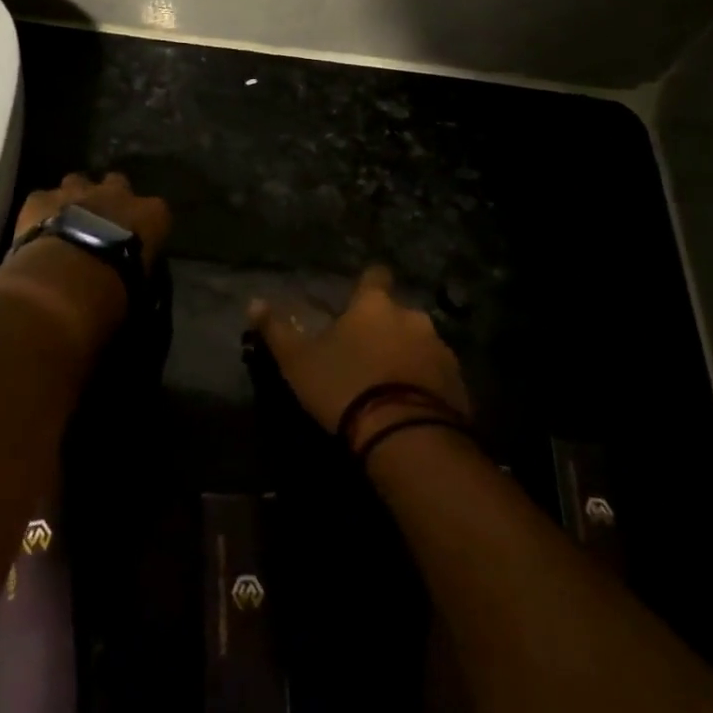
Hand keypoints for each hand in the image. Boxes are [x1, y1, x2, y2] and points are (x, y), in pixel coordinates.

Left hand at [13, 171, 171, 271]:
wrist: (67, 278)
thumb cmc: (115, 287)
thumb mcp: (140, 285)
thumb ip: (138, 268)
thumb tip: (132, 276)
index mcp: (151, 214)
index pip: (157, 211)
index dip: (144, 224)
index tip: (136, 240)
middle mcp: (117, 192)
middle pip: (116, 183)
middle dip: (109, 197)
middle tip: (100, 222)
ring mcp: (77, 190)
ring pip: (77, 181)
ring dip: (75, 197)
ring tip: (67, 221)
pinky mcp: (41, 198)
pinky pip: (42, 197)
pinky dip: (41, 211)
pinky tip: (37, 228)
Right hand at [248, 267, 470, 437]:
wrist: (405, 437)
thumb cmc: (345, 387)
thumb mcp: (298, 361)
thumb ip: (277, 330)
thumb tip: (253, 301)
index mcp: (375, 305)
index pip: (375, 276)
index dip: (367, 285)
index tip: (357, 301)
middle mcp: (413, 317)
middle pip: (398, 314)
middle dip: (386, 328)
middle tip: (367, 354)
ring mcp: (441, 350)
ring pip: (421, 345)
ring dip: (408, 357)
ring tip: (390, 386)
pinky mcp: (459, 385)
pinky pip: (438, 377)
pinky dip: (426, 386)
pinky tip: (410, 408)